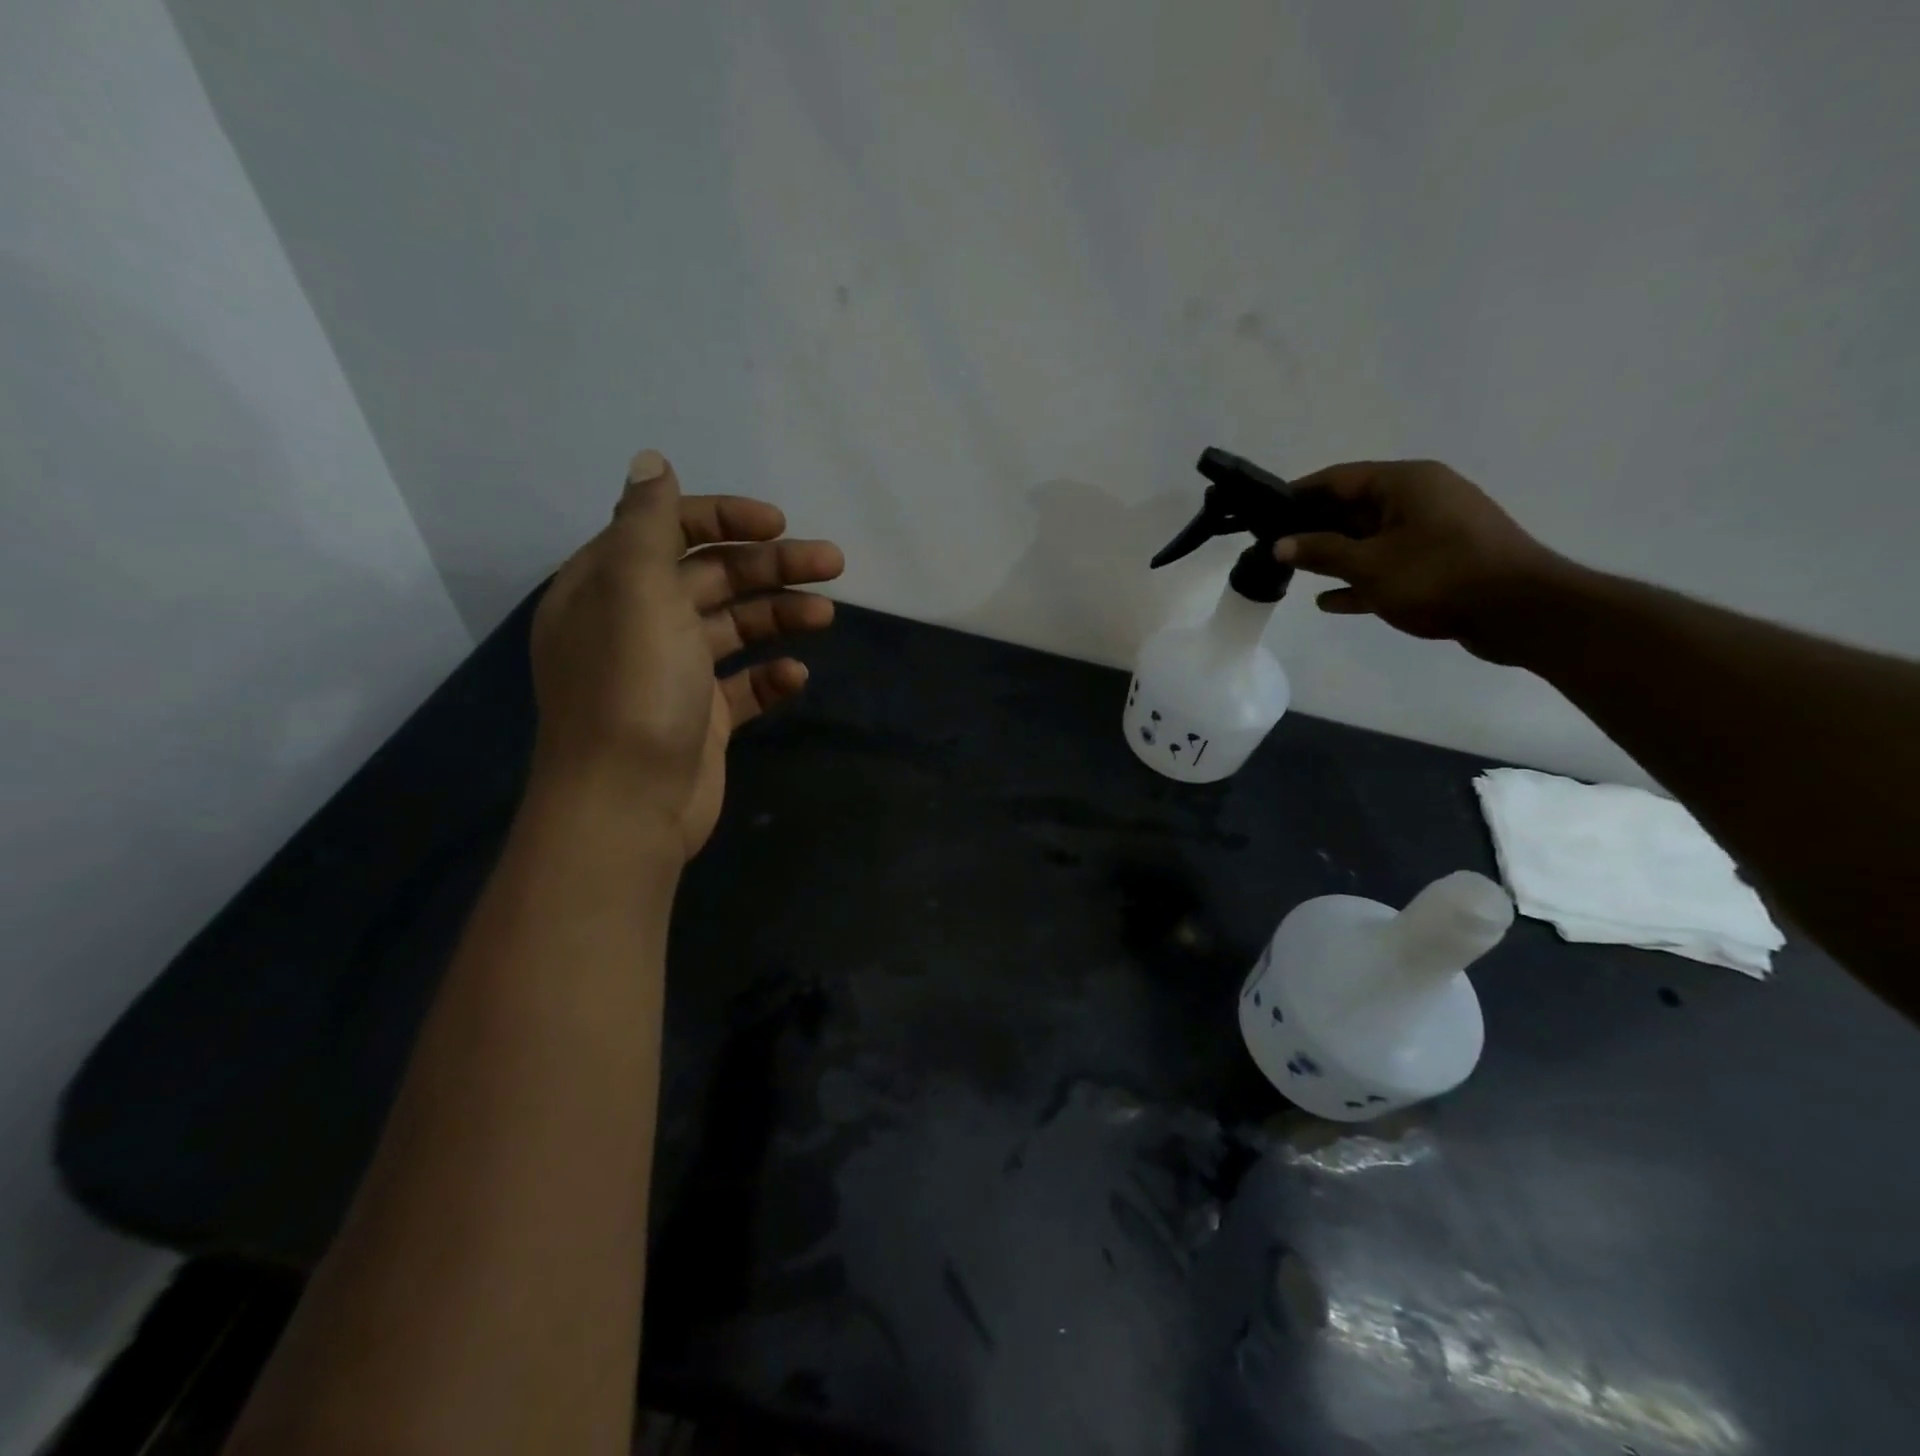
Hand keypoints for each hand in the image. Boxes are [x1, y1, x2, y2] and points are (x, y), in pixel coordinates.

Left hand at [530, 450, 844, 858]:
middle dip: (771, 566)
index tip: (779, 524)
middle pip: (711, 577)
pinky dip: (771, 676)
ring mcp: (672, 674)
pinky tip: (796, 675)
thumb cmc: (632, 690)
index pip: (667, 530)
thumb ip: (647, 524)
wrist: (627, 807)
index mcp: (609, 587)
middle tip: (832, 563)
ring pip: (734, 628)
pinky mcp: (700, 718)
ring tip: (826, 615)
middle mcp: (638, 624)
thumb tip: (652, 462)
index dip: (724, 519)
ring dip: (780, 615)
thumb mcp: (635, 591)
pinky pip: (743, 685)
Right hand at [1273, 460, 1569, 663]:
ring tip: (1292, 573)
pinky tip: (1329, 601)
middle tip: (1272, 547)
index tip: (1264, 511)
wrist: (1519, 612)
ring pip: (1370, 539)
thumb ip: (1320, 552)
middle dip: (1313, 528)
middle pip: (1353, 508)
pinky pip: (1388, 566)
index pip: (1339, 478)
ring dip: (1333, 557)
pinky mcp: (1441, 564)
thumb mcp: (1368, 564)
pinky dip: (1360, 580)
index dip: (1299, 494)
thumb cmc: (1438, 576)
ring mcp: (1433, 532)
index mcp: (1406, 483)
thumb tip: (1279, 545)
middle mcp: (1421, 499)